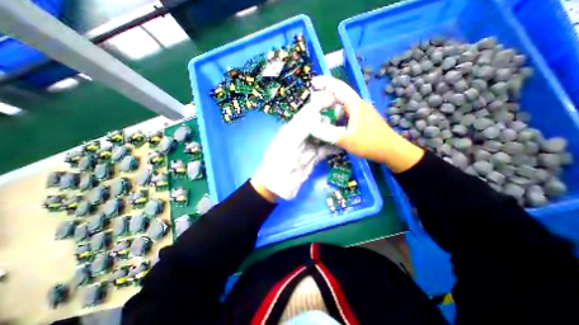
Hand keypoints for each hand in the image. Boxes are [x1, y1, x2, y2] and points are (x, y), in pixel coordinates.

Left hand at [252, 92, 339, 200]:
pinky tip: (344, 145)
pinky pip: (325, 150)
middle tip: (346, 116)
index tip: (335, 98)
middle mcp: (301, 136)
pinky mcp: (313, 158)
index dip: (320, 105)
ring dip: (334, 133)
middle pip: (318, 124)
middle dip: (330, 118)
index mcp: (293, 129)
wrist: (278, 185)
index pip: (308, 113)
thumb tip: (317, 113)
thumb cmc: (279, 162)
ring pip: (323, 136)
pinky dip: (334, 147)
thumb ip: (301, 128)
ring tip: (348, 129)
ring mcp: (308, 147)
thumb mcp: (288, 143)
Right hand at [309, 75, 423, 173]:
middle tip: (312, 102)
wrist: (391, 150)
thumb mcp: (348, 139)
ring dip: (330, 106)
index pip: (339, 87)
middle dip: (325, 96)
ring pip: (342, 104)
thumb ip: (329, 134)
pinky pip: (345, 113)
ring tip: (318, 112)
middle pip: (339, 95)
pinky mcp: (361, 119)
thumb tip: (311, 128)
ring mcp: (360, 112)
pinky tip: (331, 122)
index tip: (313, 81)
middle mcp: (358, 104)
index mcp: (355, 104)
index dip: (325, 82)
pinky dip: (335, 114)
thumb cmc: (371, 143)